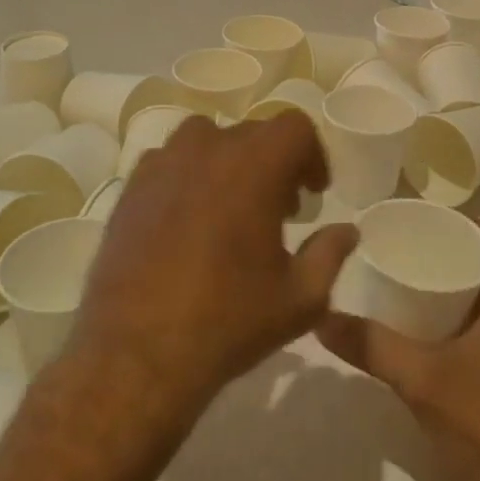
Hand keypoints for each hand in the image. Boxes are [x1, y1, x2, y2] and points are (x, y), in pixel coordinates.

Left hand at [70, 111, 356, 412]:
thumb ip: (330, 254)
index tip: (312, 193)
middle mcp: (209, 149)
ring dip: (228, 161)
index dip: (311, 155)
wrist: (137, 353)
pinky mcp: (131, 188)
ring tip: (230, 206)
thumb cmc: (229, 320)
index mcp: (256, 165)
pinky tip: (187, 220)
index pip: (294, 127)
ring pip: (206, 139)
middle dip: (274, 163)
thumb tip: (347, 230)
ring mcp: (164, 164)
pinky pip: (168, 162)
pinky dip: (187, 176)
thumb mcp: (300, 297)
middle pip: (253, 133)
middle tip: (280, 209)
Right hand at [318, 222, 479, 480]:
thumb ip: (372, 347)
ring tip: (402, 281)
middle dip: (448, 252)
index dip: (468, 222)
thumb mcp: (421, 379)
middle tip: (403, 248)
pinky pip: (476, 330)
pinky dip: (449, 320)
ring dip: (448, 287)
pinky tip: (415, 332)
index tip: (427, 220)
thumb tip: (322, 317)